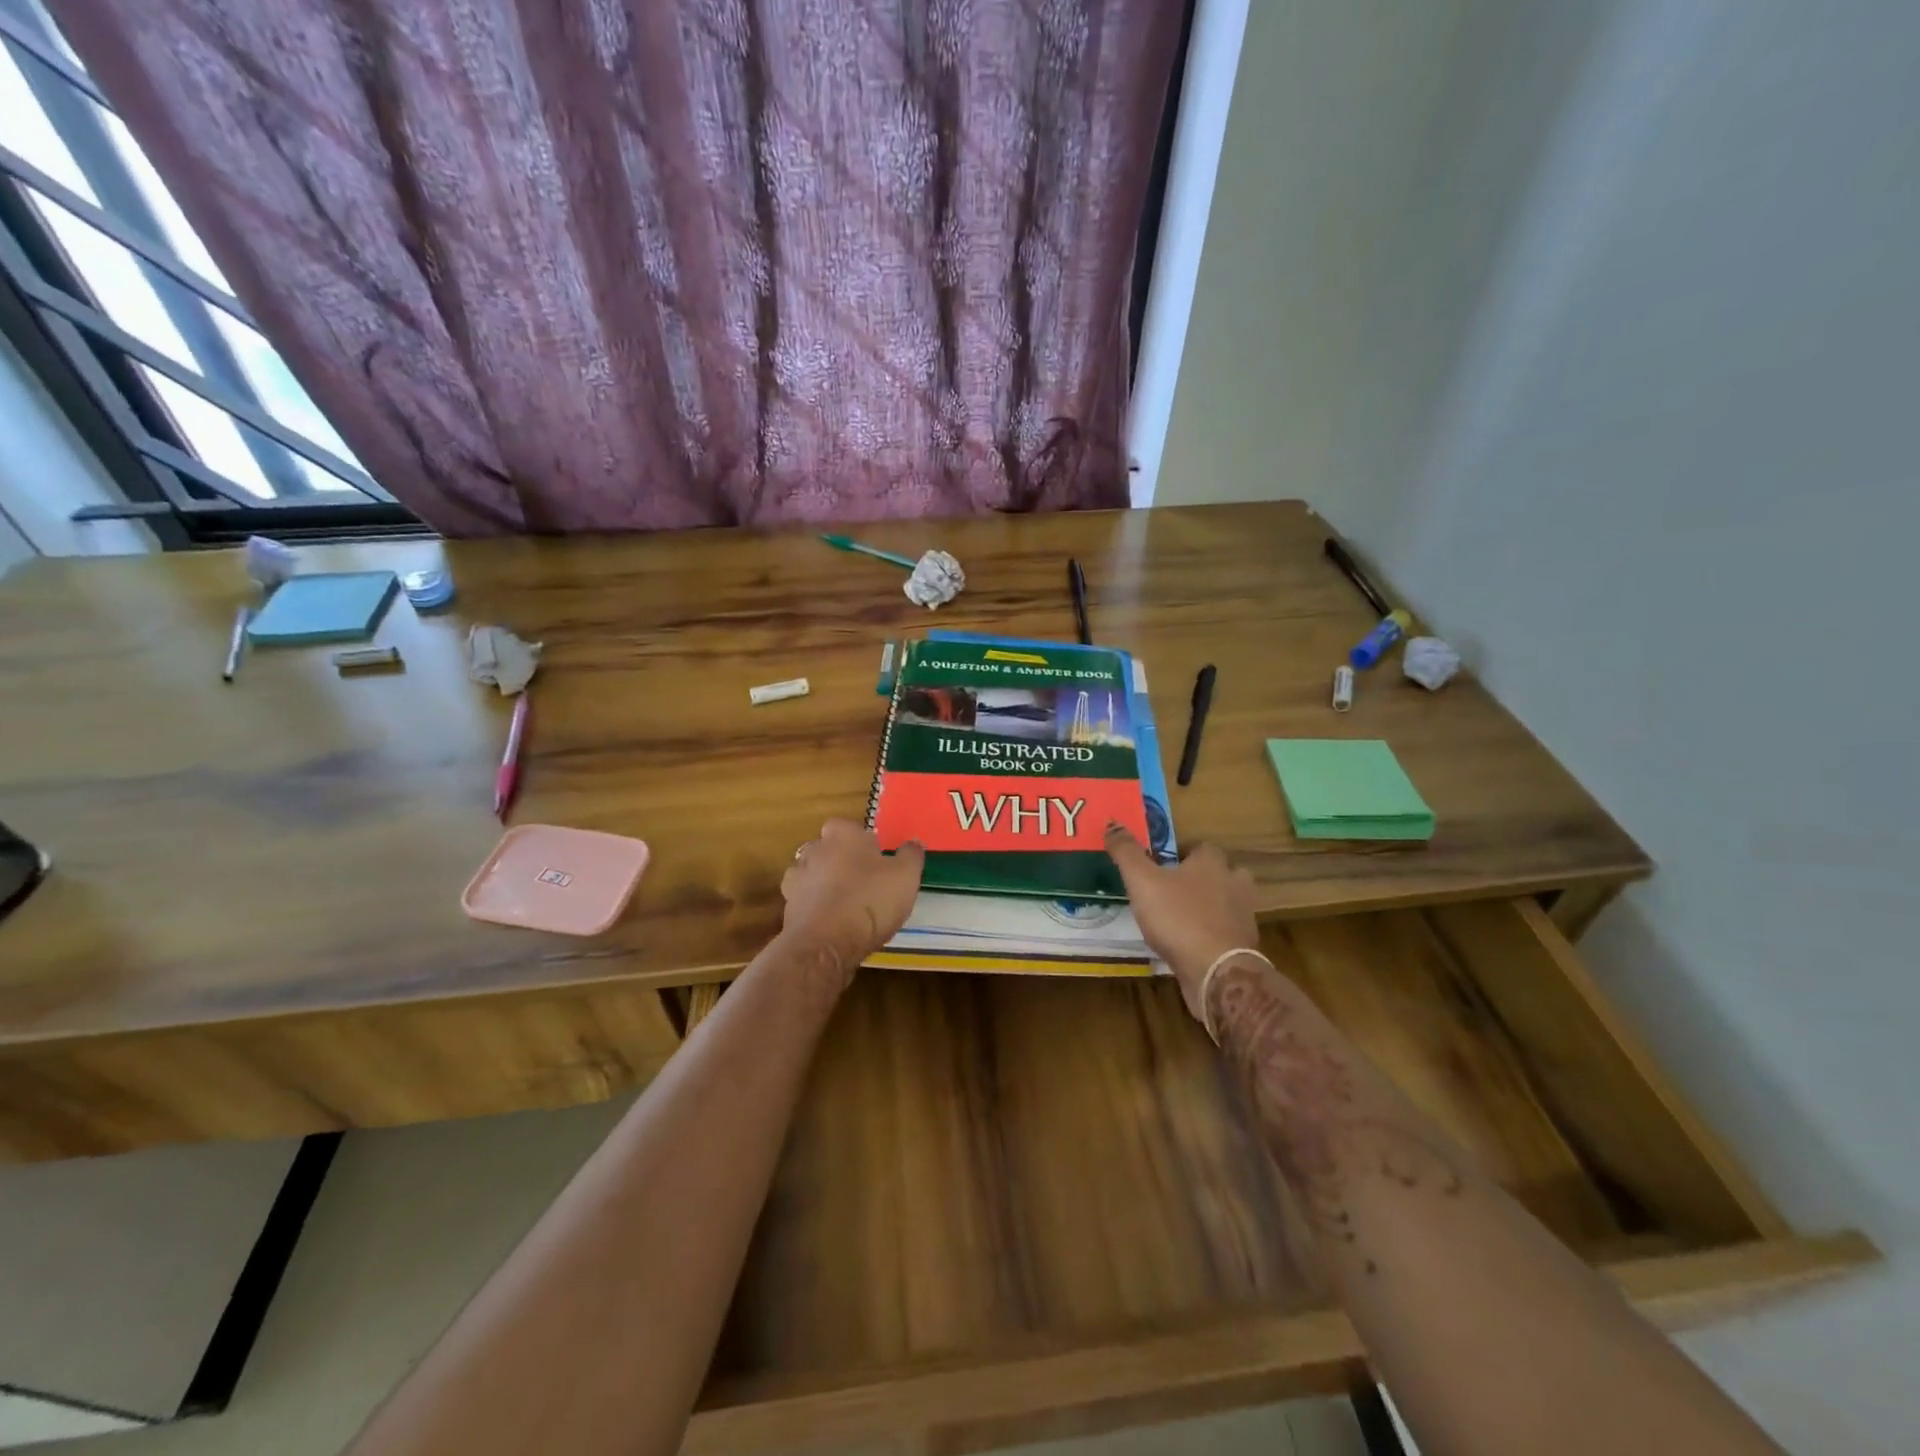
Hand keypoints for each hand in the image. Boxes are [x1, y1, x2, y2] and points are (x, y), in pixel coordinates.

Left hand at [780, 819, 924, 976]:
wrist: (826, 944)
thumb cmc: (870, 900)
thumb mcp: (905, 876)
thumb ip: (910, 855)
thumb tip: (913, 843)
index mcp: (842, 835)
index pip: (847, 826)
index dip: (861, 841)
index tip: (875, 857)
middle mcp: (814, 850)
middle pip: (827, 849)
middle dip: (840, 861)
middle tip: (863, 881)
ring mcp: (796, 880)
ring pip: (812, 875)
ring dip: (823, 885)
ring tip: (846, 905)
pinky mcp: (787, 909)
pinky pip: (804, 902)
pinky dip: (815, 909)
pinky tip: (832, 924)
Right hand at [1105, 825, 1260, 1023]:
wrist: (1216, 971)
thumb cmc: (1178, 918)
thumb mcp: (1142, 881)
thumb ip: (1127, 853)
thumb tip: (1112, 823)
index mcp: (1212, 863)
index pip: (1202, 847)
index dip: (1183, 853)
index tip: (1162, 863)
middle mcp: (1234, 883)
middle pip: (1221, 872)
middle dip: (1201, 878)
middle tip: (1173, 889)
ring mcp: (1243, 916)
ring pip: (1226, 902)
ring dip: (1209, 906)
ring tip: (1181, 916)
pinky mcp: (1243, 946)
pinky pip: (1225, 931)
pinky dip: (1211, 933)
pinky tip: (1191, 943)